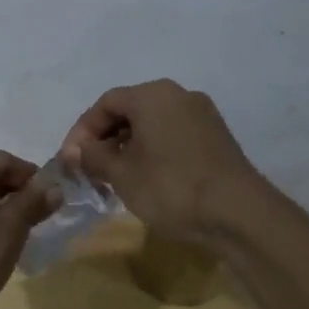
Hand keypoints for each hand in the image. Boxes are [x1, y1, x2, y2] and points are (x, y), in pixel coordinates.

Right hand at [58, 80, 273, 241]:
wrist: (238, 213)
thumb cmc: (170, 187)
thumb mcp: (121, 173)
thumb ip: (92, 156)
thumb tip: (74, 151)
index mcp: (152, 95)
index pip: (105, 103)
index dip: (82, 131)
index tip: (70, 159)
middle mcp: (179, 95)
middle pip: (129, 110)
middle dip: (104, 139)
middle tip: (89, 169)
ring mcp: (202, 115)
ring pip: (152, 124)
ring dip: (127, 146)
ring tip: (114, 177)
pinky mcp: (216, 137)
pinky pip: (172, 135)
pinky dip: (152, 150)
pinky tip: (145, 178)